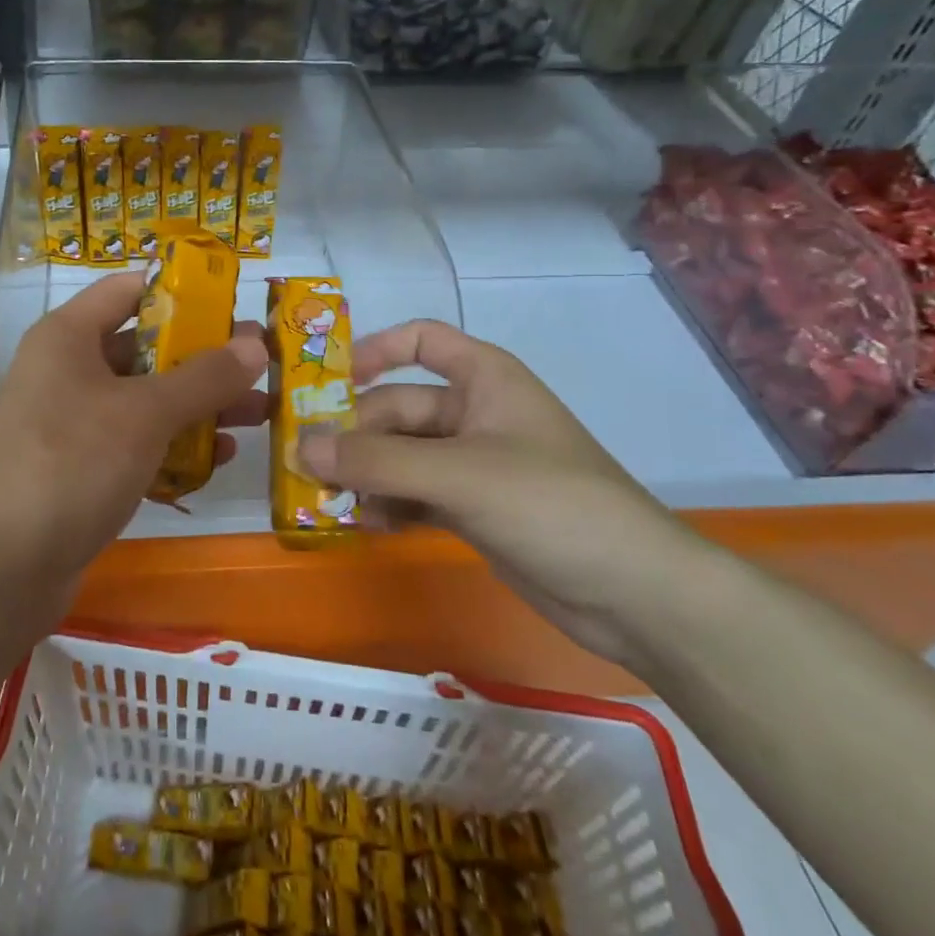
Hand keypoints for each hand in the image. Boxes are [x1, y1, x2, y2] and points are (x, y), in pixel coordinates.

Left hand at [0, 272, 267, 587]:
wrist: (4, 565)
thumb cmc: (73, 463)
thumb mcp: (146, 413)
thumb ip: (204, 377)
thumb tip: (256, 345)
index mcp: (68, 336)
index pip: (129, 290)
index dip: (182, 292)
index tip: (234, 306)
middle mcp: (68, 370)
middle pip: (145, 346)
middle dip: (204, 358)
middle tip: (260, 366)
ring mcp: (72, 421)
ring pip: (146, 398)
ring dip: (199, 404)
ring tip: (258, 413)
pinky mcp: (82, 466)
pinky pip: (137, 440)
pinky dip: (175, 444)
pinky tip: (221, 458)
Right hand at [299, 319, 708, 665]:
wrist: (635, 594)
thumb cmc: (552, 504)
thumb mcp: (459, 474)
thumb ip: (377, 461)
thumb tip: (299, 445)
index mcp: (484, 380)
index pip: (422, 341)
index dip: (376, 350)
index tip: (329, 380)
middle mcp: (476, 414)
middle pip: (399, 408)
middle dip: (356, 434)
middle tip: (308, 464)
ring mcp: (474, 465)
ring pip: (402, 456)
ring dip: (366, 474)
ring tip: (328, 498)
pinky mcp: (473, 510)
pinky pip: (415, 495)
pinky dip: (389, 505)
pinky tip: (365, 524)